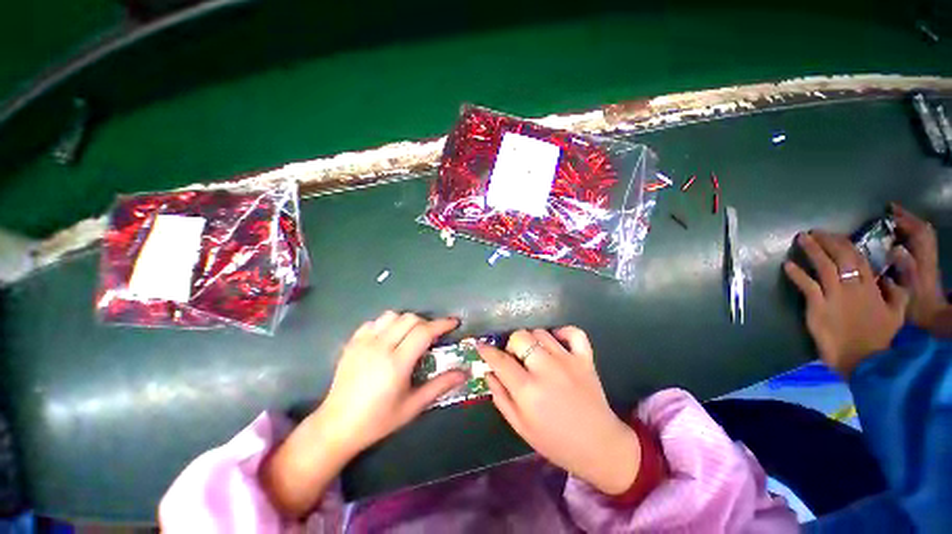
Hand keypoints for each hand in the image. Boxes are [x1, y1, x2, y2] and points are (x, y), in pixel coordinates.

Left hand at [316, 311, 466, 454]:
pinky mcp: (352, 343)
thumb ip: (440, 386)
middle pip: (410, 319)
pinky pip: (374, 322)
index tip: (454, 323)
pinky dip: (387, 324)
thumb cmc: (378, 420)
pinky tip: (389, 338)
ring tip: (411, 335)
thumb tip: (464, 372)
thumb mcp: (413, 406)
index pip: (424, 332)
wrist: (337, 425)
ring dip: (406, 321)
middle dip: (426, 323)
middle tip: (432, 336)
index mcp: (396, 363)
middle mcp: (380, 346)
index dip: (442, 324)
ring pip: (392, 315)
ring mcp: (363, 342)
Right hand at [478, 327, 640, 495]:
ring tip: (534, 354)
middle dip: (511, 345)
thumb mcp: (520, 426)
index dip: (487, 351)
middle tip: (514, 358)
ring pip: (541, 332)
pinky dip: (562, 332)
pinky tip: (556, 342)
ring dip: (532, 340)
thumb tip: (488, 373)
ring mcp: (568, 361)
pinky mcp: (585, 358)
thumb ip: (500, 397)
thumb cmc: (555, 441)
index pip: (500, 361)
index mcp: (528, 390)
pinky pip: (573, 332)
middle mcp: (547, 369)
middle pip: (520, 337)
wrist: (599, 447)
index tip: (481, 347)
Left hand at [784, 232, 907, 376]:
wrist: (864, 360)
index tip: (834, 235)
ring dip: (812, 250)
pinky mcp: (818, 307)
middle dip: (827, 241)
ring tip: (801, 239)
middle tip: (814, 232)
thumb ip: (896, 294)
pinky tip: (787, 265)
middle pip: (840, 257)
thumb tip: (889, 278)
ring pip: (823, 266)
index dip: (845, 244)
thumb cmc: (879, 339)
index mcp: (871, 287)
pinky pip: (807, 285)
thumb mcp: (896, 315)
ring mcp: (835, 296)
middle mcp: (853, 287)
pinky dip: (797, 274)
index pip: (858, 258)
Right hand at [891, 204, 946, 330]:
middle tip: (889, 213)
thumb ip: (904, 267)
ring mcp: (927, 259)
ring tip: (892, 223)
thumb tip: (895, 248)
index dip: (904, 219)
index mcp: (923, 256)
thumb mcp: (908, 288)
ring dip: (909, 227)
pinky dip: (910, 237)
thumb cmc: (917, 304)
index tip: (889, 209)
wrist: (933, 317)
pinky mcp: (925, 265)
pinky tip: (898, 239)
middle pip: (921, 230)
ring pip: (921, 236)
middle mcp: (927, 253)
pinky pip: (918, 244)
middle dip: (906, 219)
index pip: (917, 231)